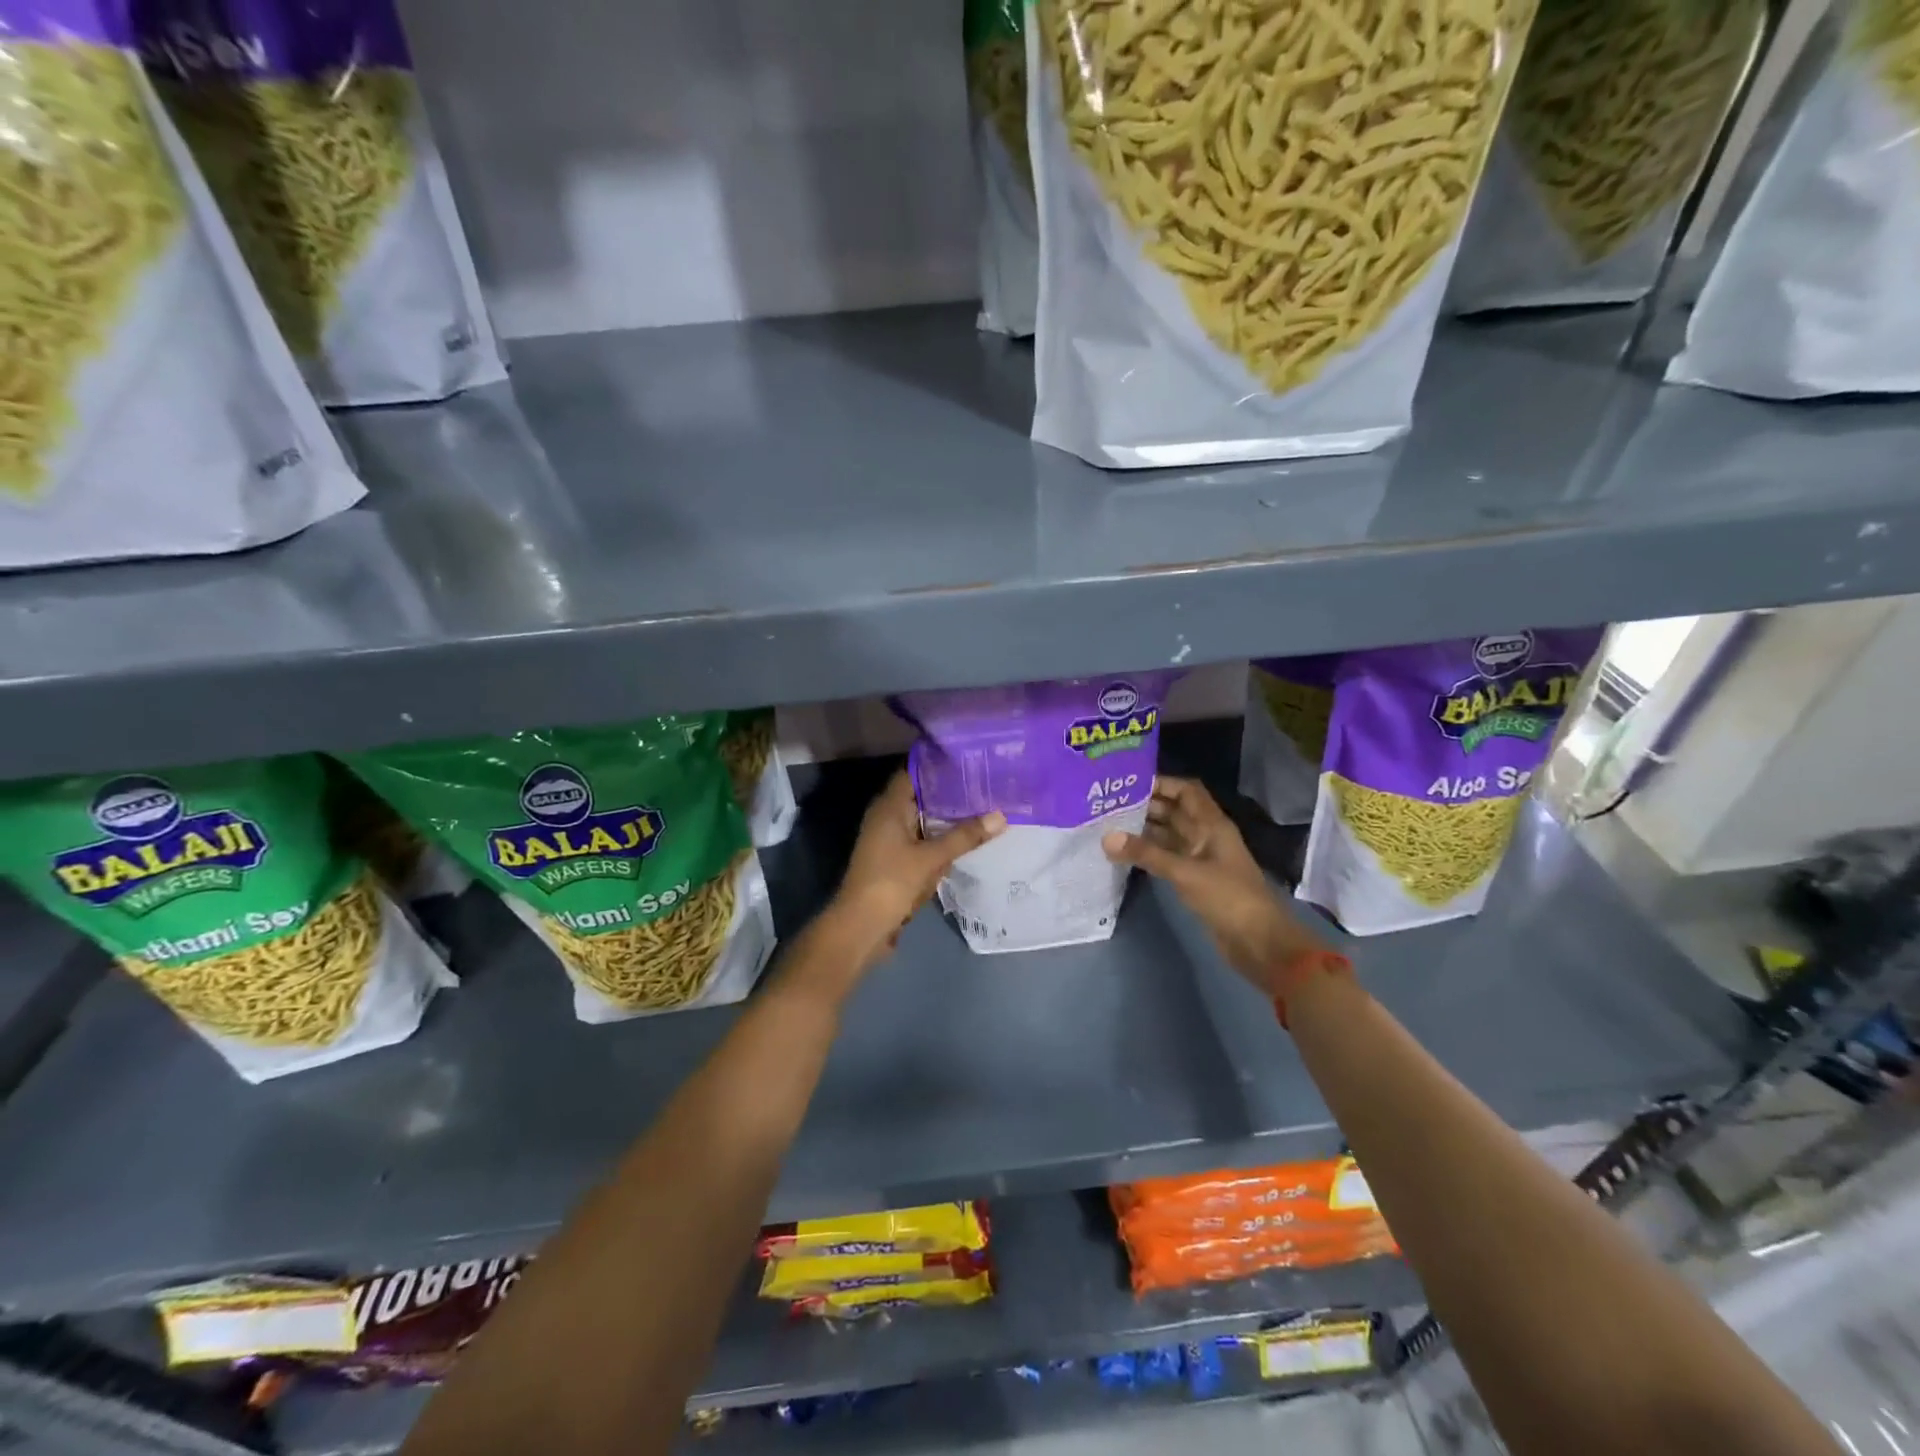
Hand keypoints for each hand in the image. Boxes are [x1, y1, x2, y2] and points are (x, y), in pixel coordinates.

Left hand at [821, 771, 1005, 974]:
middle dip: (951, 792)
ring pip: (923, 820)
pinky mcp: (896, 861)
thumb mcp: (931, 858)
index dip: (939, 764)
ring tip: (984, 806)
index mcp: (889, 807)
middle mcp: (887, 818)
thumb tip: (1001, 815)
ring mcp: (890, 841)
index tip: (969, 758)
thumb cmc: (891, 882)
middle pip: (921, 796)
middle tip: (986, 782)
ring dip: (948, 817)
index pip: (913, 772)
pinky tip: (967, 839)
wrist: (861, 928)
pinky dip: (942, 839)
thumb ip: (964, 836)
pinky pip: (923, 841)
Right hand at [1103, 777, 1328, 1000]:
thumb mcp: (1185, 872)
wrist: (1257, 941)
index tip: (1128, 783)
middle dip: (1145, 806)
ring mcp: (1200, 859)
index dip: (1162, 783)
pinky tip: (1124, 854)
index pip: (1186, 791)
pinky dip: (1148, 853)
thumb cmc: (1227, 897)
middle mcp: (1206, 836)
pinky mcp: (1194, 880)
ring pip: (1169, 835)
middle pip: (1175, 811)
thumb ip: (1146, 854)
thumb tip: (1106, 837)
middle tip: (1109, 804)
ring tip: (1109, 826)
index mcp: (1212, 824)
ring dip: (1144, 830)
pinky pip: (1167, 857)